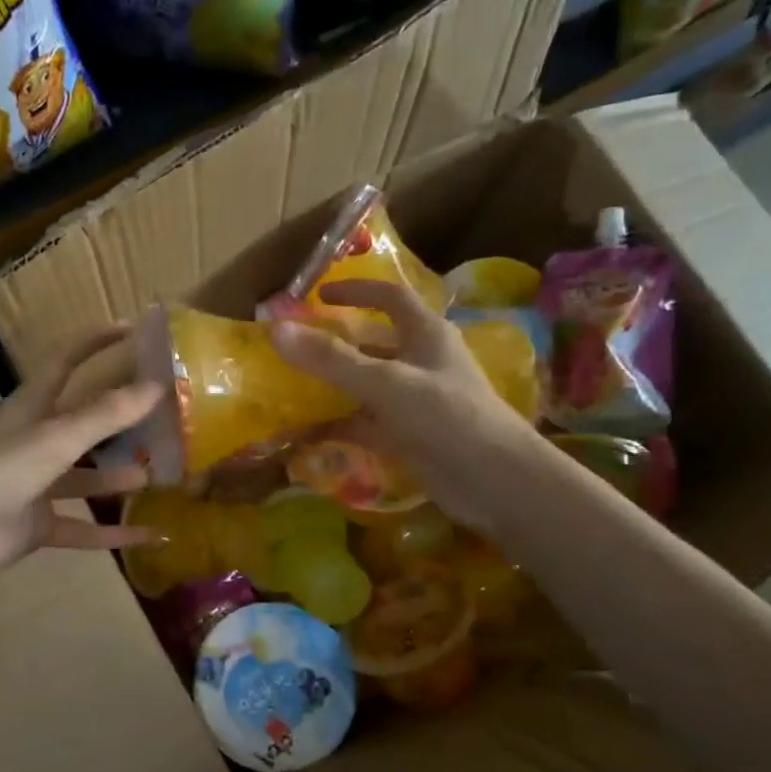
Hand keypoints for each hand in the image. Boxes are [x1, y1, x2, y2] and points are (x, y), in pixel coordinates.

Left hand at [0, 329, 162, 595]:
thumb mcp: (54, 439)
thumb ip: (105, 415)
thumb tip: (156, 386)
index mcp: (30, 409)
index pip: (65, 362)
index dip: (94, 343)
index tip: (132, 329)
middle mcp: (33, 443)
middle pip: (82, 423)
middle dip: (119, 418)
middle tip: (163, 415)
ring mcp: (34, 487)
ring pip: (85, 479)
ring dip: (118, 478)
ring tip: (159, 475)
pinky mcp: (35, 527)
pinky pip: (82, 528)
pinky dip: (111, 533)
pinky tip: (148, 534)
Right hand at [270, 279, 542, 530]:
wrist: (493, 481)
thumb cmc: (446, 417)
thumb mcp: (385, 383)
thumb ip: (331, 359)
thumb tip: (277, 330)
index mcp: (426, 334)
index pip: (391, 297)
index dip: (357, 290)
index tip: (320, 294)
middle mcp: (422, 362)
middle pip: (375, 343)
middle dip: (338, 343)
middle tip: (296, 346)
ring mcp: (416, 401)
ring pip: (368, 385)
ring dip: (335, 385)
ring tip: (292, 387)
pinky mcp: (410, 436)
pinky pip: (367, 423)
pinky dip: (340, 425)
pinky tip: (307, 433)